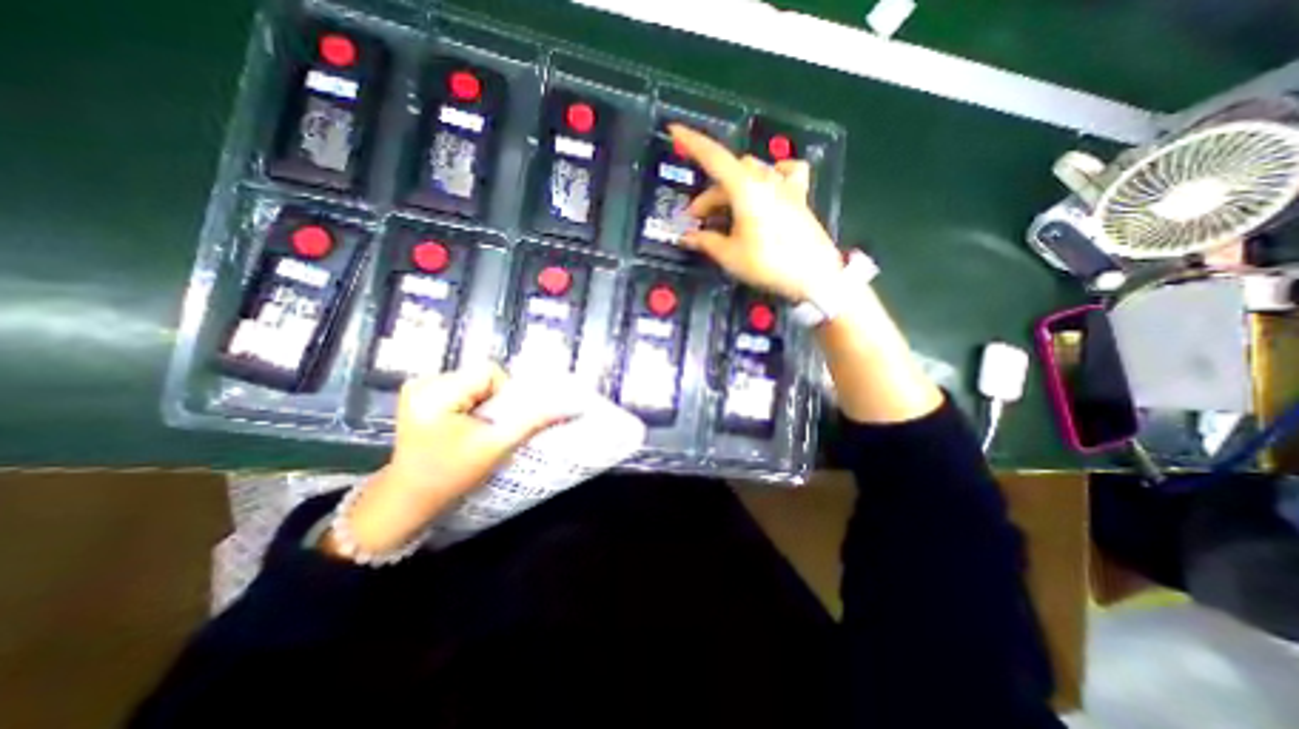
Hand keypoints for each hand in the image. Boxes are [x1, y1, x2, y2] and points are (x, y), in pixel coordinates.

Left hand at [320, 363, 570, 558]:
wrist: (410, 497)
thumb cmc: (451, 475)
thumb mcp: (496, 447)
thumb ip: (533, 422)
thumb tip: (570, 407)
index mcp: (435, 392)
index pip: (489, 372)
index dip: (504, 394)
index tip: (498, 421)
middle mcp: (423, 381)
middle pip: (481, 375)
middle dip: (493, 399)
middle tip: (487, 427)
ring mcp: (418, 386)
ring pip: (474, 381)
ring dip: (483, 401)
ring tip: (473, 428)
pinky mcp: (419, 393)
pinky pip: (461, 387)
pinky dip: (471, 402)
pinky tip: (462, 424)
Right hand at [669, 124, 842, 302]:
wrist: (814, 275)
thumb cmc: (768, 264)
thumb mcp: (730, 256)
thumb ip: (705, 242)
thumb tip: (687, 237)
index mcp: (746, 189)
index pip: (713, 157)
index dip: (692, 143)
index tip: (674, 130)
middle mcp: (766, 179)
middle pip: (728, 174)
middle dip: (709, 195)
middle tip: (697, 222)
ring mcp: (785, 186)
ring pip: (751, 173)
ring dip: (731, 189)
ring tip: (724, 213)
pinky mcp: (798, 196)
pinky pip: (785, 173)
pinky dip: (771, 175)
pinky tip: (768, 184)